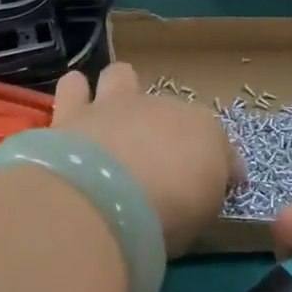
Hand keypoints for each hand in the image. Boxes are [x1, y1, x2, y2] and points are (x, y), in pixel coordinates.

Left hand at [52, 63, 238, 258]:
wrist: (107, 197)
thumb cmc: (168, 212)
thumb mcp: (202, 216)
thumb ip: (202, 195)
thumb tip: (200, 191)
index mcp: (204, 131)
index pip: (218, 143)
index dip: (218, 165)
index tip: (213, 189)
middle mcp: (161, 107)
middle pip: (168, 107)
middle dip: (164, 126)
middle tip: (156, 158)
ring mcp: (115, 104)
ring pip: (120, 75)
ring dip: (118, 91)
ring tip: (112, 117)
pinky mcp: (73, 110)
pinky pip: (73, 86)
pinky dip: (76, 96)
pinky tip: (75, 116)